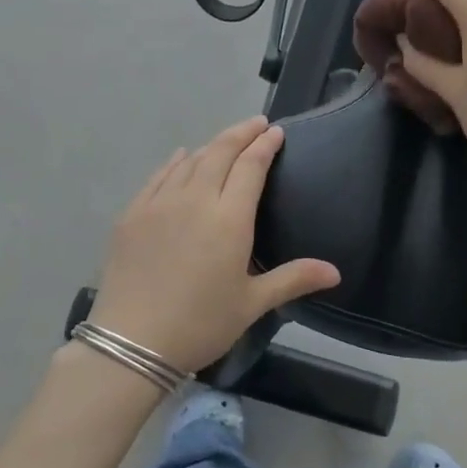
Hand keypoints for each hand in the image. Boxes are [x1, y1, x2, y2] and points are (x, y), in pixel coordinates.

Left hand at [89, 117, 339, 372]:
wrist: (131, 343)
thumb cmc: (200, 324)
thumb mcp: (251, 304)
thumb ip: (293, 279)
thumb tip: (335, 271)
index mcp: (229, 219)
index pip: (251, 166)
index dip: (264, 145)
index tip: (275, 131)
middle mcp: (195, 199)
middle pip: (220, 152)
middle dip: (241, 133)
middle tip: (256, 124)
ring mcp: (160, 203)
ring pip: (190, 161)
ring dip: (212, 146)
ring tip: (225, 143)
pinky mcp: (133, 214)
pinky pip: (159, 176)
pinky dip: (176, 162)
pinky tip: (182, 157)